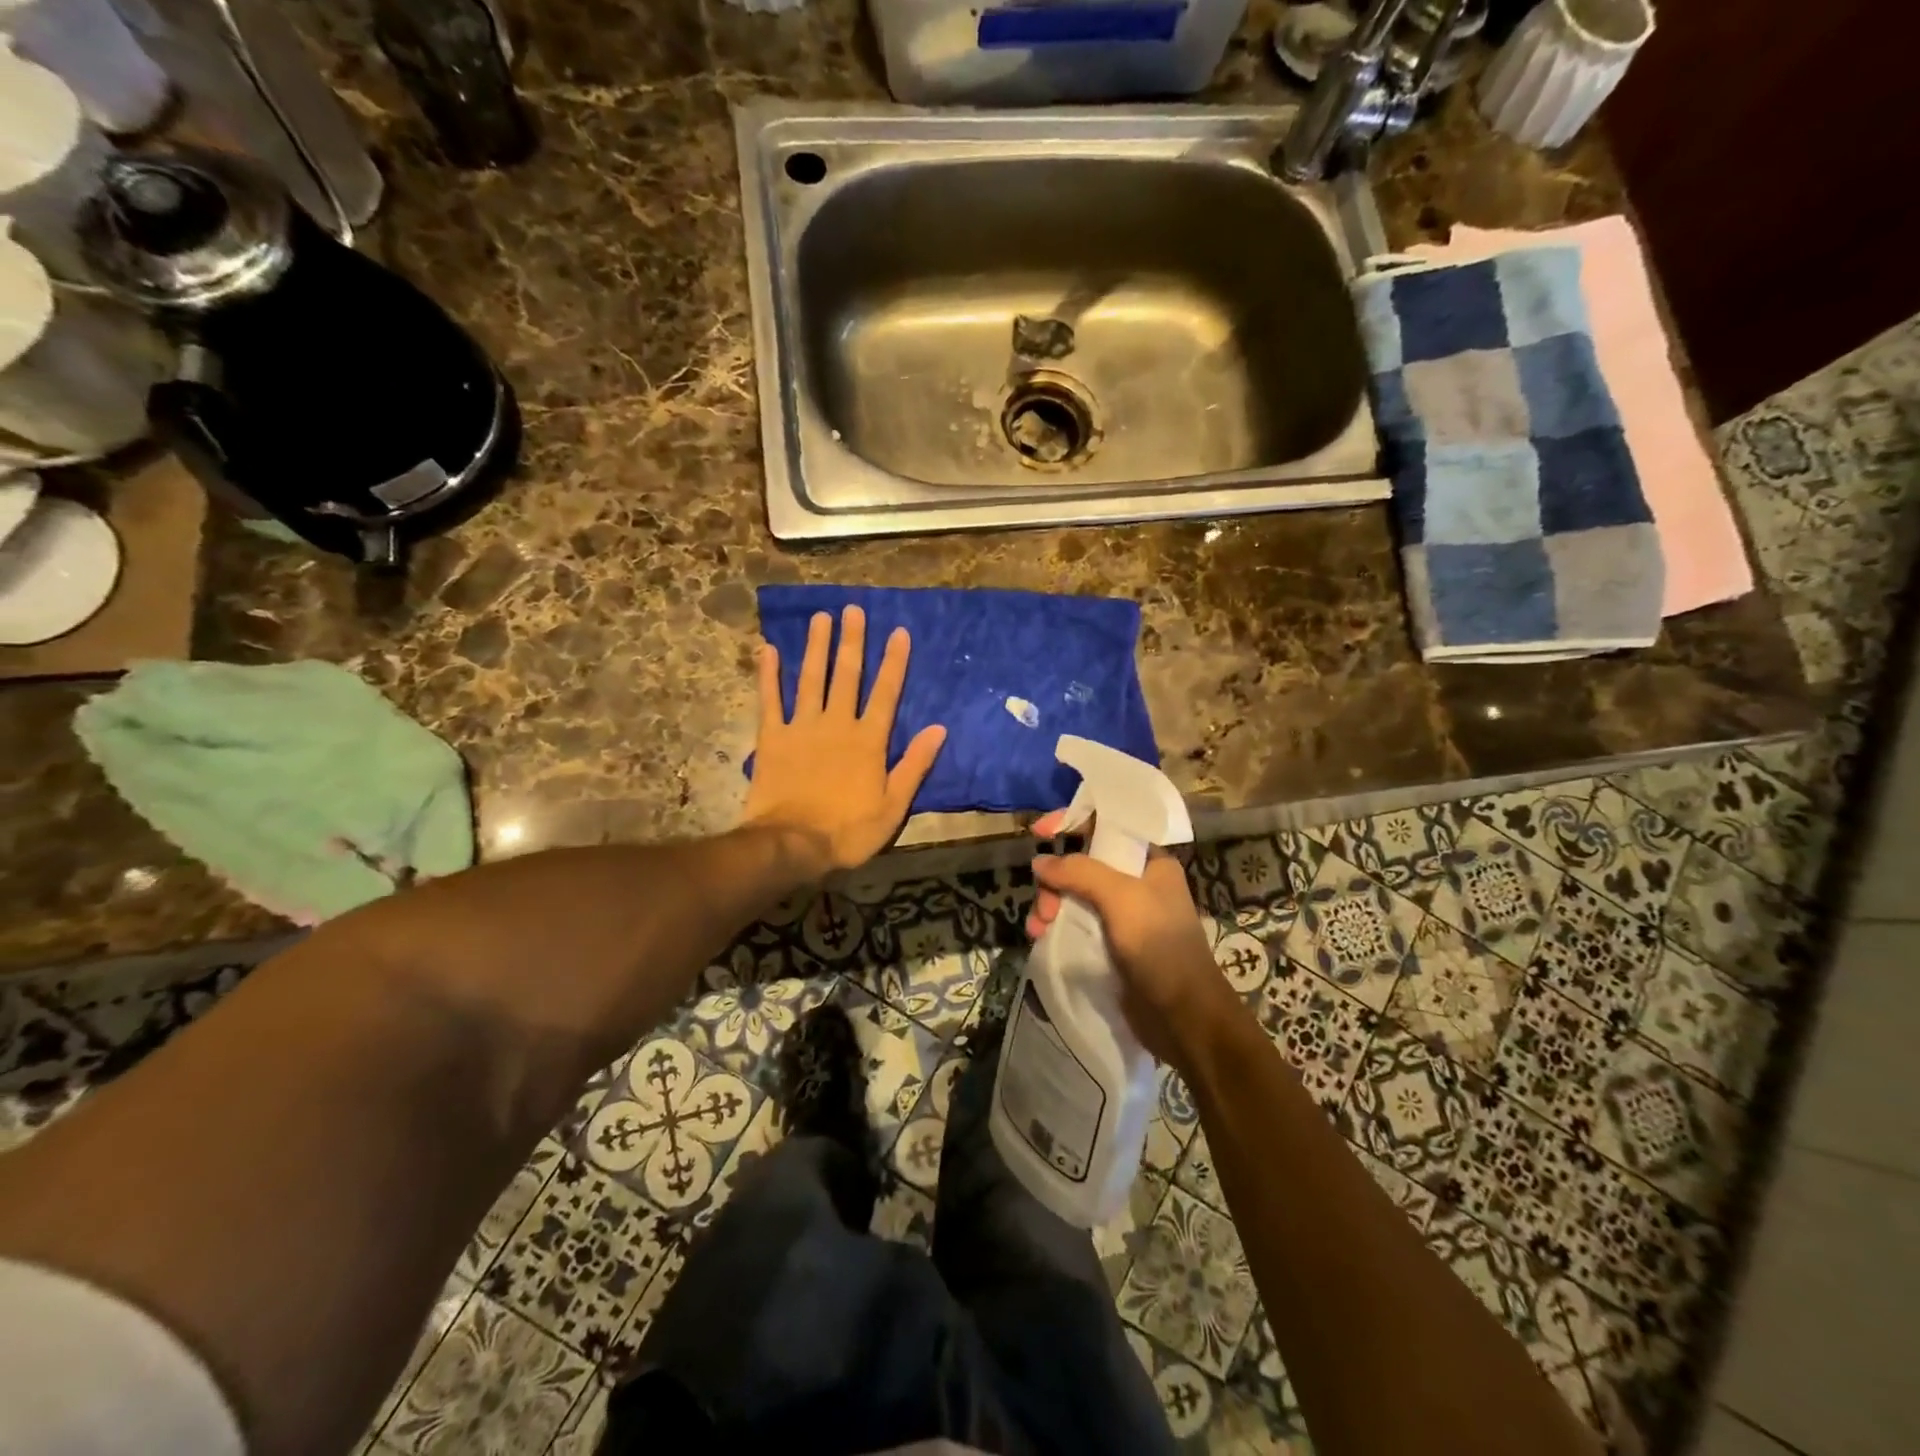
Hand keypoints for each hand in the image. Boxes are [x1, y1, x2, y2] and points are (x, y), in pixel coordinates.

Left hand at [744, 606, 946, 876]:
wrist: (792, 845)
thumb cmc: (847, 831)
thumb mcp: (893, 806)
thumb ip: (914, 765)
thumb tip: (939, 729)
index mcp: (868, 741)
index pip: (886, 693)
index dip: (894, 662)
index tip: (898, 632)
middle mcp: (837, 724)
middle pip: (847, 676)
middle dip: (852, 641)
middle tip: (853, 609)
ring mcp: (802, 728)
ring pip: (811, 679)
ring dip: (816, 647)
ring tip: (820, 617)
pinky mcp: (772, 738)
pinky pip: (770, 700)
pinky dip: (768, 675)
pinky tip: (768, 649)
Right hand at [1027, 811, 1242, 1072]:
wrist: (1183, 1018)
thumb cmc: (1160, 947)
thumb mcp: (1121, 898)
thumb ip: (1079, 872)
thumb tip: (1039, 862)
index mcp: (1150, 862)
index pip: (1106, 826)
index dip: (1071, 823)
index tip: (1038, 833)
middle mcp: (1136, 883)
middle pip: (1082, 863)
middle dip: (1056, 879)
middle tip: (1044, 905)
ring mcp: (1122, 916)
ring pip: (1074, 895)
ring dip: (1050, 905)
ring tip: (1037, 929)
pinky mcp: (1111, 945)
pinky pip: (1075, 923)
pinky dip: (1056, 926)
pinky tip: (1041, 939)